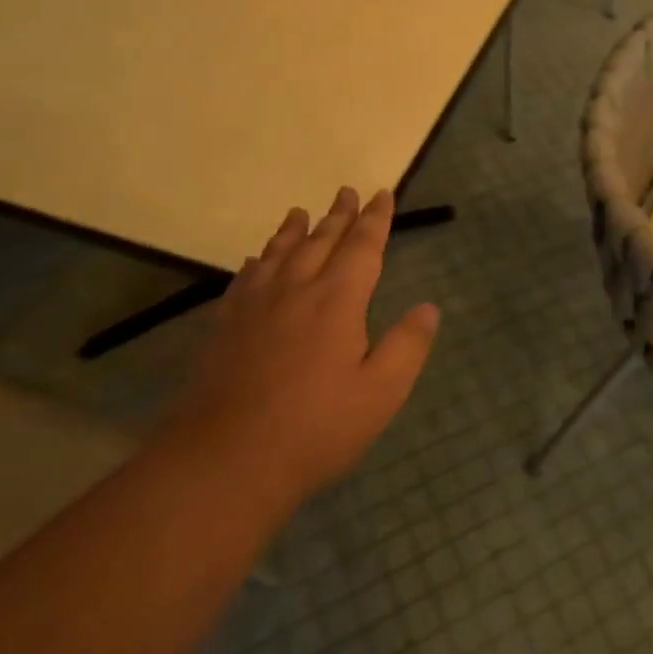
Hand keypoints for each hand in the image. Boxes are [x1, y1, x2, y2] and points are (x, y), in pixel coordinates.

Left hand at [175, 187, 439, 502]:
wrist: (224, 462)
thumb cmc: (315, 429)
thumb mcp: (381, 393)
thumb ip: (408, 345)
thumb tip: (428, 308)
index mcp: (337, 300)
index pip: (362, 247)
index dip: (375, 219)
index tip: (382, 194)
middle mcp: (295, 290)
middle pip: (320, 241)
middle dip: (338, 215)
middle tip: (347, 191)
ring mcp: (254, 307)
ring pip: (278, 253)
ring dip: (294, 230)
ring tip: (300, 212)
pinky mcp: (224, 327)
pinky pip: (244, 279)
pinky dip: (257, 261)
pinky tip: (256, 261)